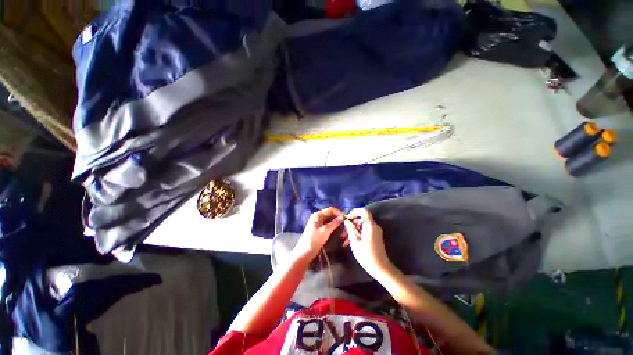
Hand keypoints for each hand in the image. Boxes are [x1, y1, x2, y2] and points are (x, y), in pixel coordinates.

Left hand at [293, 207, 344, 260]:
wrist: (305, 252)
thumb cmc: (314, 239)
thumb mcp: (326, 230)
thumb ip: (334, 223)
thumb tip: (342, 217)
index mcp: (318, 215)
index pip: (331, 210)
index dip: (339, 213)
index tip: (346, 219)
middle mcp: (319, 218)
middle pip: (331, 215)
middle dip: (339, 220)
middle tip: (346, 227)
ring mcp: (319, 224)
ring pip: (331, 222)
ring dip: (338, 226)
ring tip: (344, 232)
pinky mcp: (320, 230)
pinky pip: (329, 227)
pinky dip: (335, 229)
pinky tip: (340, 234)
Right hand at [343, 208, 390, 276]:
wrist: (380, 268)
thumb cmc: (366, 254)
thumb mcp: (355, 241)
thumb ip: (350, 229)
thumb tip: (347, 221)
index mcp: (370, 225)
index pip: (364, 211)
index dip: (355, 211)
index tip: (347, 217)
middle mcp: (374, 226)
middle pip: (362, 218)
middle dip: (352, 222)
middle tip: (343, 230)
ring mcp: (375, 232)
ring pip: (362, 225)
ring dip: (353, 229)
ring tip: (345, 237)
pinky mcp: (375, 237)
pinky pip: (365, 230)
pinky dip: (358, 233)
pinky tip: (350, 241)